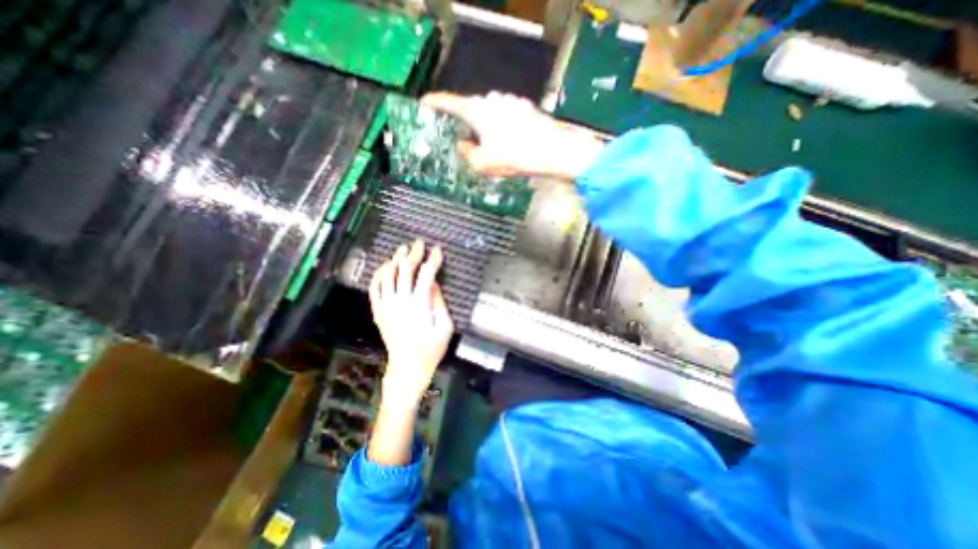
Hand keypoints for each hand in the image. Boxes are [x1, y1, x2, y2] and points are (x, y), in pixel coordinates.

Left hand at [370, 237, 454, 408]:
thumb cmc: (431, 348)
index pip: (426, 274)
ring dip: (395, 259)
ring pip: (387, 274)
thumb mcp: (445, 327)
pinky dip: (378, 274)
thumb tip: (434, 283)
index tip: (438, 250)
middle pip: (405, 269)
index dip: (433, 260)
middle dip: (414, 253)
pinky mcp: (378, 311)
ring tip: (402, 249)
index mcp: (420, 305)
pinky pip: (374, 287)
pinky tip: (384, 266)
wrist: (408, 367)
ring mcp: (386, 305)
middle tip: (419, 243)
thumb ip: (439, 302)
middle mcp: (401, 301)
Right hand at [420, 91, 605, 178]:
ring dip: (486, 126)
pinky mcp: (525, 107)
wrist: (553, 151)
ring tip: (492, 146)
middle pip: (471, 108)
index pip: (450, 102)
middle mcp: (492, 100)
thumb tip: (463, 145)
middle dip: (467, 123)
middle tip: (466, 140)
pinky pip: (505, 115)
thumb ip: (468, 153)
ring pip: (490, 112)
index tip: (424, 102)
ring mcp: (511, 101)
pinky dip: (502, 126)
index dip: (435, 102)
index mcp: (478, 111)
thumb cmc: (515, 157)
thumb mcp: (484, 164)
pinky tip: (509, 141)